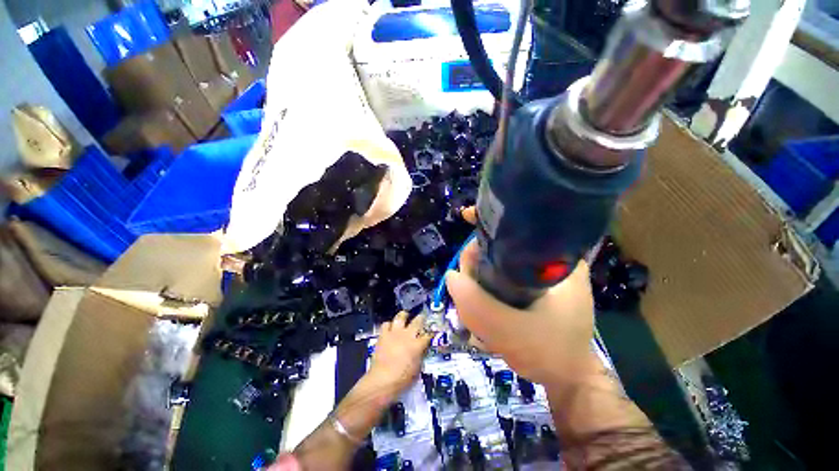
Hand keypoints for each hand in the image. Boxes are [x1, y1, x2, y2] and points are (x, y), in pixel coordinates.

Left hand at [367, 311, 432, 396]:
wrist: (383, 380)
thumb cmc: (402, 379)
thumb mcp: (417, 369)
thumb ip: (419, 356)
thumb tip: (420, 351)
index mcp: (418, 345)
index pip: (428, 335)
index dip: (430, 334)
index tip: (430, 333)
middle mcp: (408, 335)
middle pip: (417, 321)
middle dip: (421, 318)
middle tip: (421, 318)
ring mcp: (395, 333)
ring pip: (401, 317)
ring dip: (403, 316)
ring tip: (405, 316)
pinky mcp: (383, 335)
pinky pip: (386, 324)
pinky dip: (389, 325)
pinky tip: (390, 328)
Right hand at [446, 240, 596, 387]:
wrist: (569, 379)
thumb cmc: (551, 354)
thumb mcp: (511, 331)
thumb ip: (478, 305)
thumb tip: (451, 276)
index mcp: (557, 260)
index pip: (515, 232)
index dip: (486, 234)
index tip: (467, 238)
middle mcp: (548, 260)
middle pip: (498, 249)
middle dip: (477, 269)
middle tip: (469, 295)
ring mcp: (538, 274)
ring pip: (495, 266)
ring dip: (479, 285)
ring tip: (479, 312)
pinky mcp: (530, 287)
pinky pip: (498, 279)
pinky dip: (486, 292)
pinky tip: (486, 312)